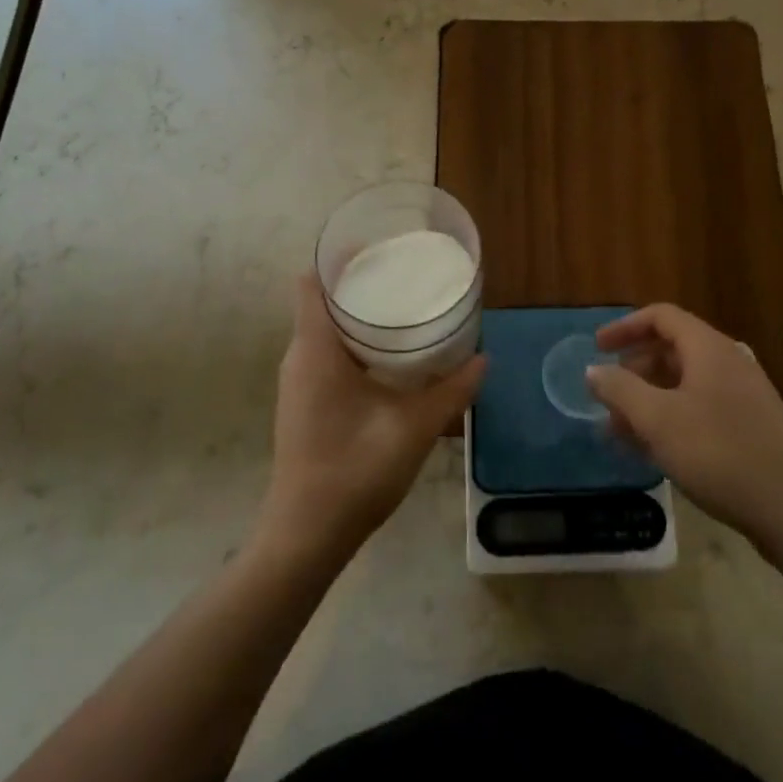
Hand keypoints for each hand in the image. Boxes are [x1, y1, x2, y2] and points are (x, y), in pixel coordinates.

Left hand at [258, 274, 485, 565]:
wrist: (307, 535)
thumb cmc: (354, 472)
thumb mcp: (413, 428)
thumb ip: (451, 390)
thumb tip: (483, 357)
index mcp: (315, 350)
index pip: (311, 283)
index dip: (338, 259)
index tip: (378, 246)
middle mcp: (300, 357)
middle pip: (321, 301)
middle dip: (360, 282)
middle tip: (406, 272)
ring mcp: (299, 381)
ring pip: (325, 329)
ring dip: (359, 314)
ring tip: (405, 305)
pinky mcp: (306, 401)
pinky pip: (327, 353)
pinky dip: (355, 341)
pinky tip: (391, 354)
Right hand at [588, 304, 782, 556]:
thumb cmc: (719, 452)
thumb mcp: (658, 419)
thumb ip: (620, 390)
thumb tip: (594, 371)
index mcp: (708, 348)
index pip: (661, 317)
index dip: (625, 327)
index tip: (597, 349)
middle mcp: (728, 363)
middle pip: (672, 349)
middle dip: (634, 370)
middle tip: (607, 397)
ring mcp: (743, 396)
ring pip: (684, 384)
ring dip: (649, 400)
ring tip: (621, 430)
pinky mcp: (750, 427)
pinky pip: (700, 409)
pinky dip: (671, 419)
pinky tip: (654, 450)